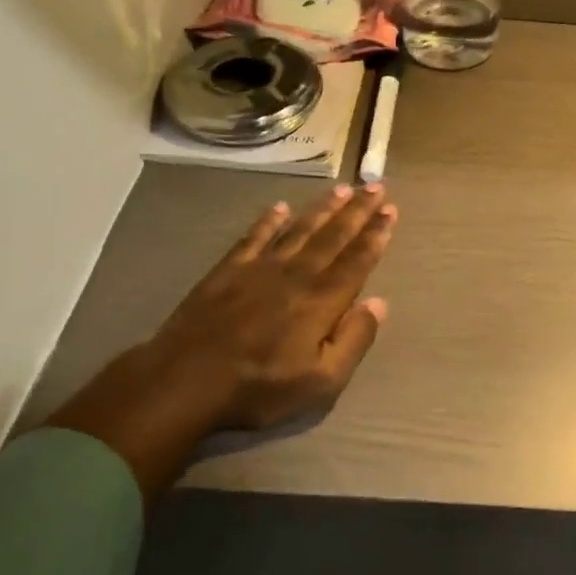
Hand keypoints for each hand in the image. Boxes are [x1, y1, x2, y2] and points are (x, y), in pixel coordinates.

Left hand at [47, 185, 396, 500]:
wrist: (185, 381)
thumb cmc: (259, 387)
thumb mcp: (321, 381)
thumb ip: (354, 339)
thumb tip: (379, 303)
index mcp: (321, 301)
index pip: (356, 261)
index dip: (375, 235)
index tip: (390, 211)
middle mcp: (295, 275)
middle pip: (333, 237)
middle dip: (357, 211)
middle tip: (376, 187)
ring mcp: (259, 269)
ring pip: (299, 230)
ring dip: (322, 209)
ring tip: (342, 189)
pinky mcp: (227, 271)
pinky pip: (254, 237)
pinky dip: (269, 221)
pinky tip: (280, 207)